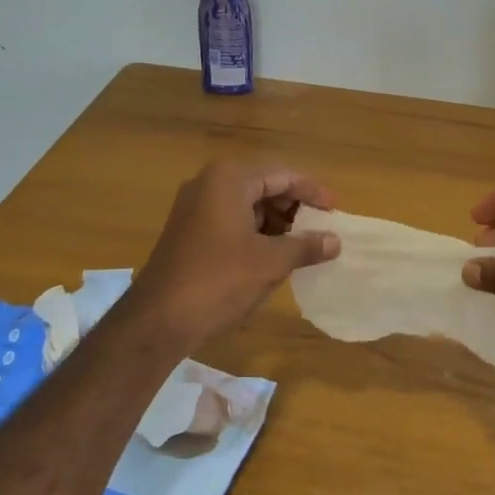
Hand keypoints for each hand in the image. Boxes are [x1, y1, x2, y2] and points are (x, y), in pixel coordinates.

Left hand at [131, 161, 339, 346]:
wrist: (159, 319)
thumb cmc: (219, 280)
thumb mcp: (271, 262)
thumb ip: (306, 246)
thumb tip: (335, 241)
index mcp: (229, 179)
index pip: (282, 175)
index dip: (312, 191)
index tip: (336, 210)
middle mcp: (209, 183)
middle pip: (264, 185)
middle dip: (294, 206)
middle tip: (320, 228)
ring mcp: (194, 206)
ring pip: (246, 204)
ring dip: (275, 221)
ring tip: (301, 245)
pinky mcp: (188, 230)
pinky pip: (230, 219)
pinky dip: (255, 232)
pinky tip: (272, 255)